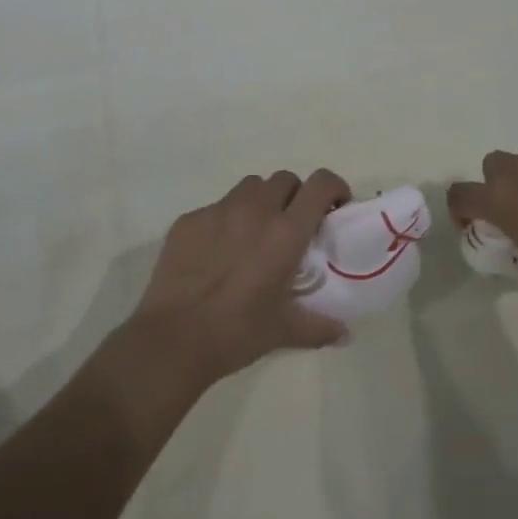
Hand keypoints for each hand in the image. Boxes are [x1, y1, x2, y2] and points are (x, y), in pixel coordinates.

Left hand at [130, 169, 352, 385]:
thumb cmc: (237, 332)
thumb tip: (343, 333)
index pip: (320, 184)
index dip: (334, 187)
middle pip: (284, 179)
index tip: (335, 207)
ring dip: (261, 201)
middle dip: (295, 196)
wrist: (173, 339)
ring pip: (249, 187)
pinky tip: (217, 252)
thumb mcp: (284, 331)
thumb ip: (319, 327)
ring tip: (255, 233)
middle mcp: (254, 211)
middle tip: (292, 226)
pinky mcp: (188, 220)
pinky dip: (225, 221)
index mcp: (285, 233)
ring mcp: (217, 211)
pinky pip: (215, 208)